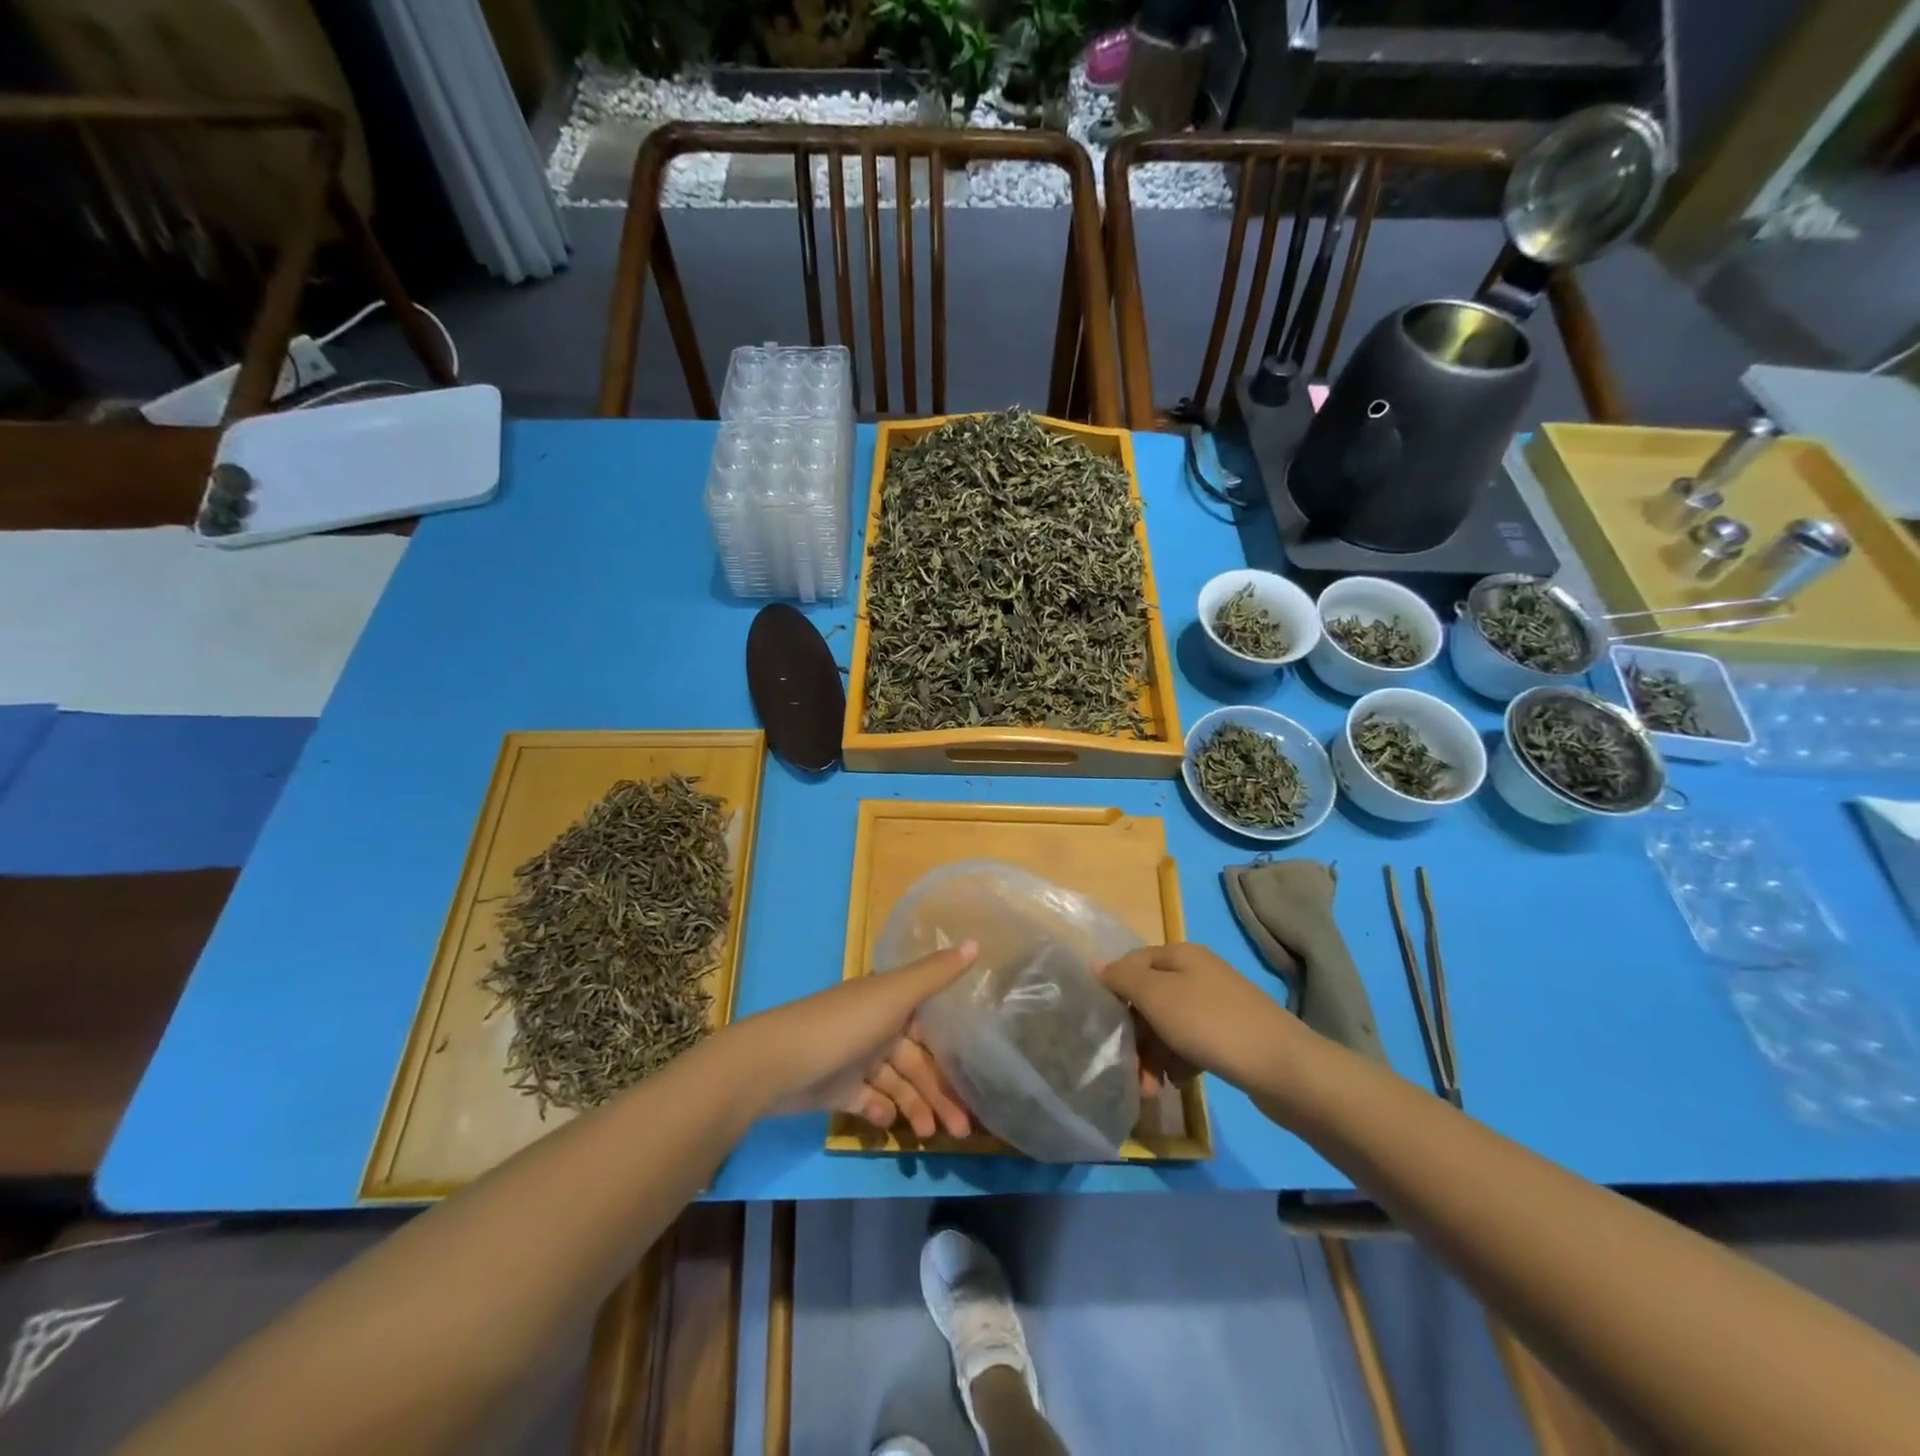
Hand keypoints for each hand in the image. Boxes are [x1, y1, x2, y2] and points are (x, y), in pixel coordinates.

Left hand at [734, 943, 978, 1125]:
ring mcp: (855, 1057)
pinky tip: (892, 1124)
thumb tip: (978, 941)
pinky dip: (883, 1111)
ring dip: (917, 1106)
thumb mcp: (895, 995)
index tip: (979, 1071)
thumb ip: (936, 973)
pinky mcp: (838, 1087)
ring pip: (897, 1083)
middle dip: (940, 1091)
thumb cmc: (844, 1025)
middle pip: (917, 1060)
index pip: (930, 1022)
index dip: (954, 1046)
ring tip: (933, 1136)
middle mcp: (876, 1025)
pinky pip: (869, 1100)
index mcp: (889, 1000)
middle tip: (963, 1127)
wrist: (777, 1063)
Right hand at [1098, 943, 1300, 1091]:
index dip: (1115, 992)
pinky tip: (1178, 1084)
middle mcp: (1198, 972)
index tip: (1105, 1027)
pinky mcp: (1231, 1034)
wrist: (1284, 1067)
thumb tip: (1096, 965)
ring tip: (1151, 1089)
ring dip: (1154, 1055)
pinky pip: (1191, 1043)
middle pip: (1150, 998)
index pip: (1132, 964)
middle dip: (1135, 1034)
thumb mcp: (1157, 997)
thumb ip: (1123, 979)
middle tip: (1129, 1069)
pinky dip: (1179, 1062)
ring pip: (1169, 1025)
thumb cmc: (1211, 1024)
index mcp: (1180, 954)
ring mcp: (1217, 1004)